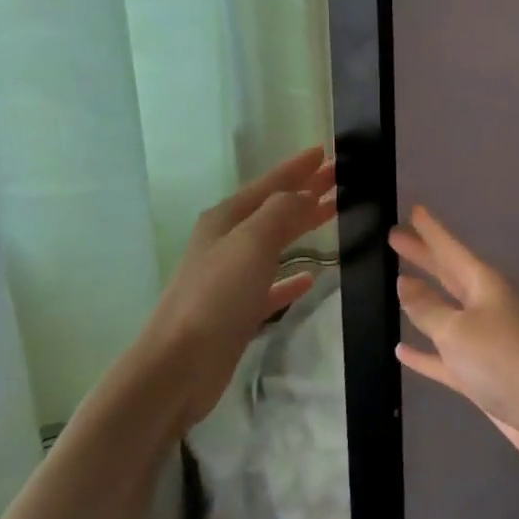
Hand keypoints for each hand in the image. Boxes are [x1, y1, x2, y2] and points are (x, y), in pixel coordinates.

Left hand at [140, 146, 336, 429]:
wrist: (179, 366)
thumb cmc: (216, 296)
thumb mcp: (251, 243)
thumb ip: (281, 212)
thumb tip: (304, 194)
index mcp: (226, 219)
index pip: (270, 184)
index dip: (297, 168)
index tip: (325, 152)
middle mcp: (227, 242)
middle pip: (274, 209)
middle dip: (305, 192)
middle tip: (340, 179)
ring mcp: (231, 278)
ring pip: (275, 243)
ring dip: (302, 228)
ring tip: (332, 216)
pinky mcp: (238, 311)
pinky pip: (272, 286)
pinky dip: (291, 278)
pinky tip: (311, 278)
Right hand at [391, 207, 518, 482]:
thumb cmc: (505, 360)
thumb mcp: (458, 330)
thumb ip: (428, 308)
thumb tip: (405, 282)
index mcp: (485, 285)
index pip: (450, 249)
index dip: (431, 231)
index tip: (414, 208)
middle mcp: (486, 306)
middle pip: (448, 275)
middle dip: (424, 257)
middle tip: (395, 237)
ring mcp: (486, 342)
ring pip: (446, 313)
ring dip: (423, 301)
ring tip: (398, 283)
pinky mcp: (483, 375)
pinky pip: (445, 357)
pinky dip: (425, 354)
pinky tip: (402, 350)